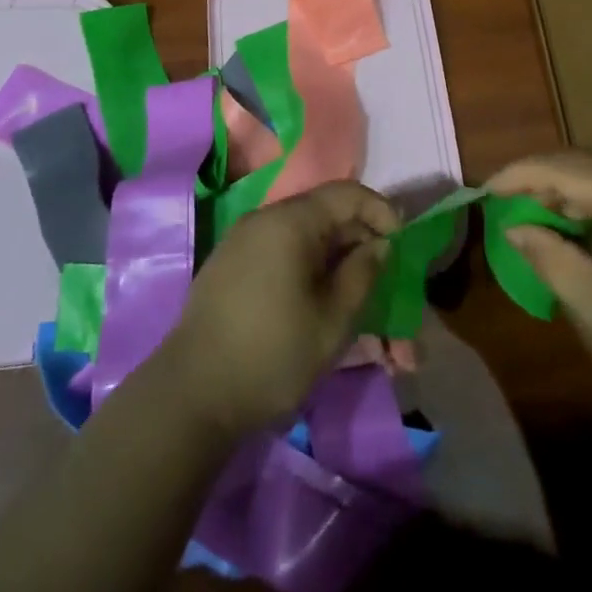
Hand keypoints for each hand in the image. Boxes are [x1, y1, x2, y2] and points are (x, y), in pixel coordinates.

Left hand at [163, 183, 398, 439]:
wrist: (189, 397)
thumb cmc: (271, 355)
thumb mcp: (333, 320)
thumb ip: (363, 273)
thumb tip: (379, 244)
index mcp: (290, 221)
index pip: (348, 194)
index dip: (381, 213)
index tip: (402, 247)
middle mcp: (265, 219)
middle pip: (327, 217)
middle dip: (363, 249)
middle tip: (388, 288)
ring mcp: (244, 243)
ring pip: (306, 242)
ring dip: (338, 267)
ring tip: (360, 309)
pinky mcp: (232, 268)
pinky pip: (283, 256)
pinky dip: (310, 274)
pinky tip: (322, 309)